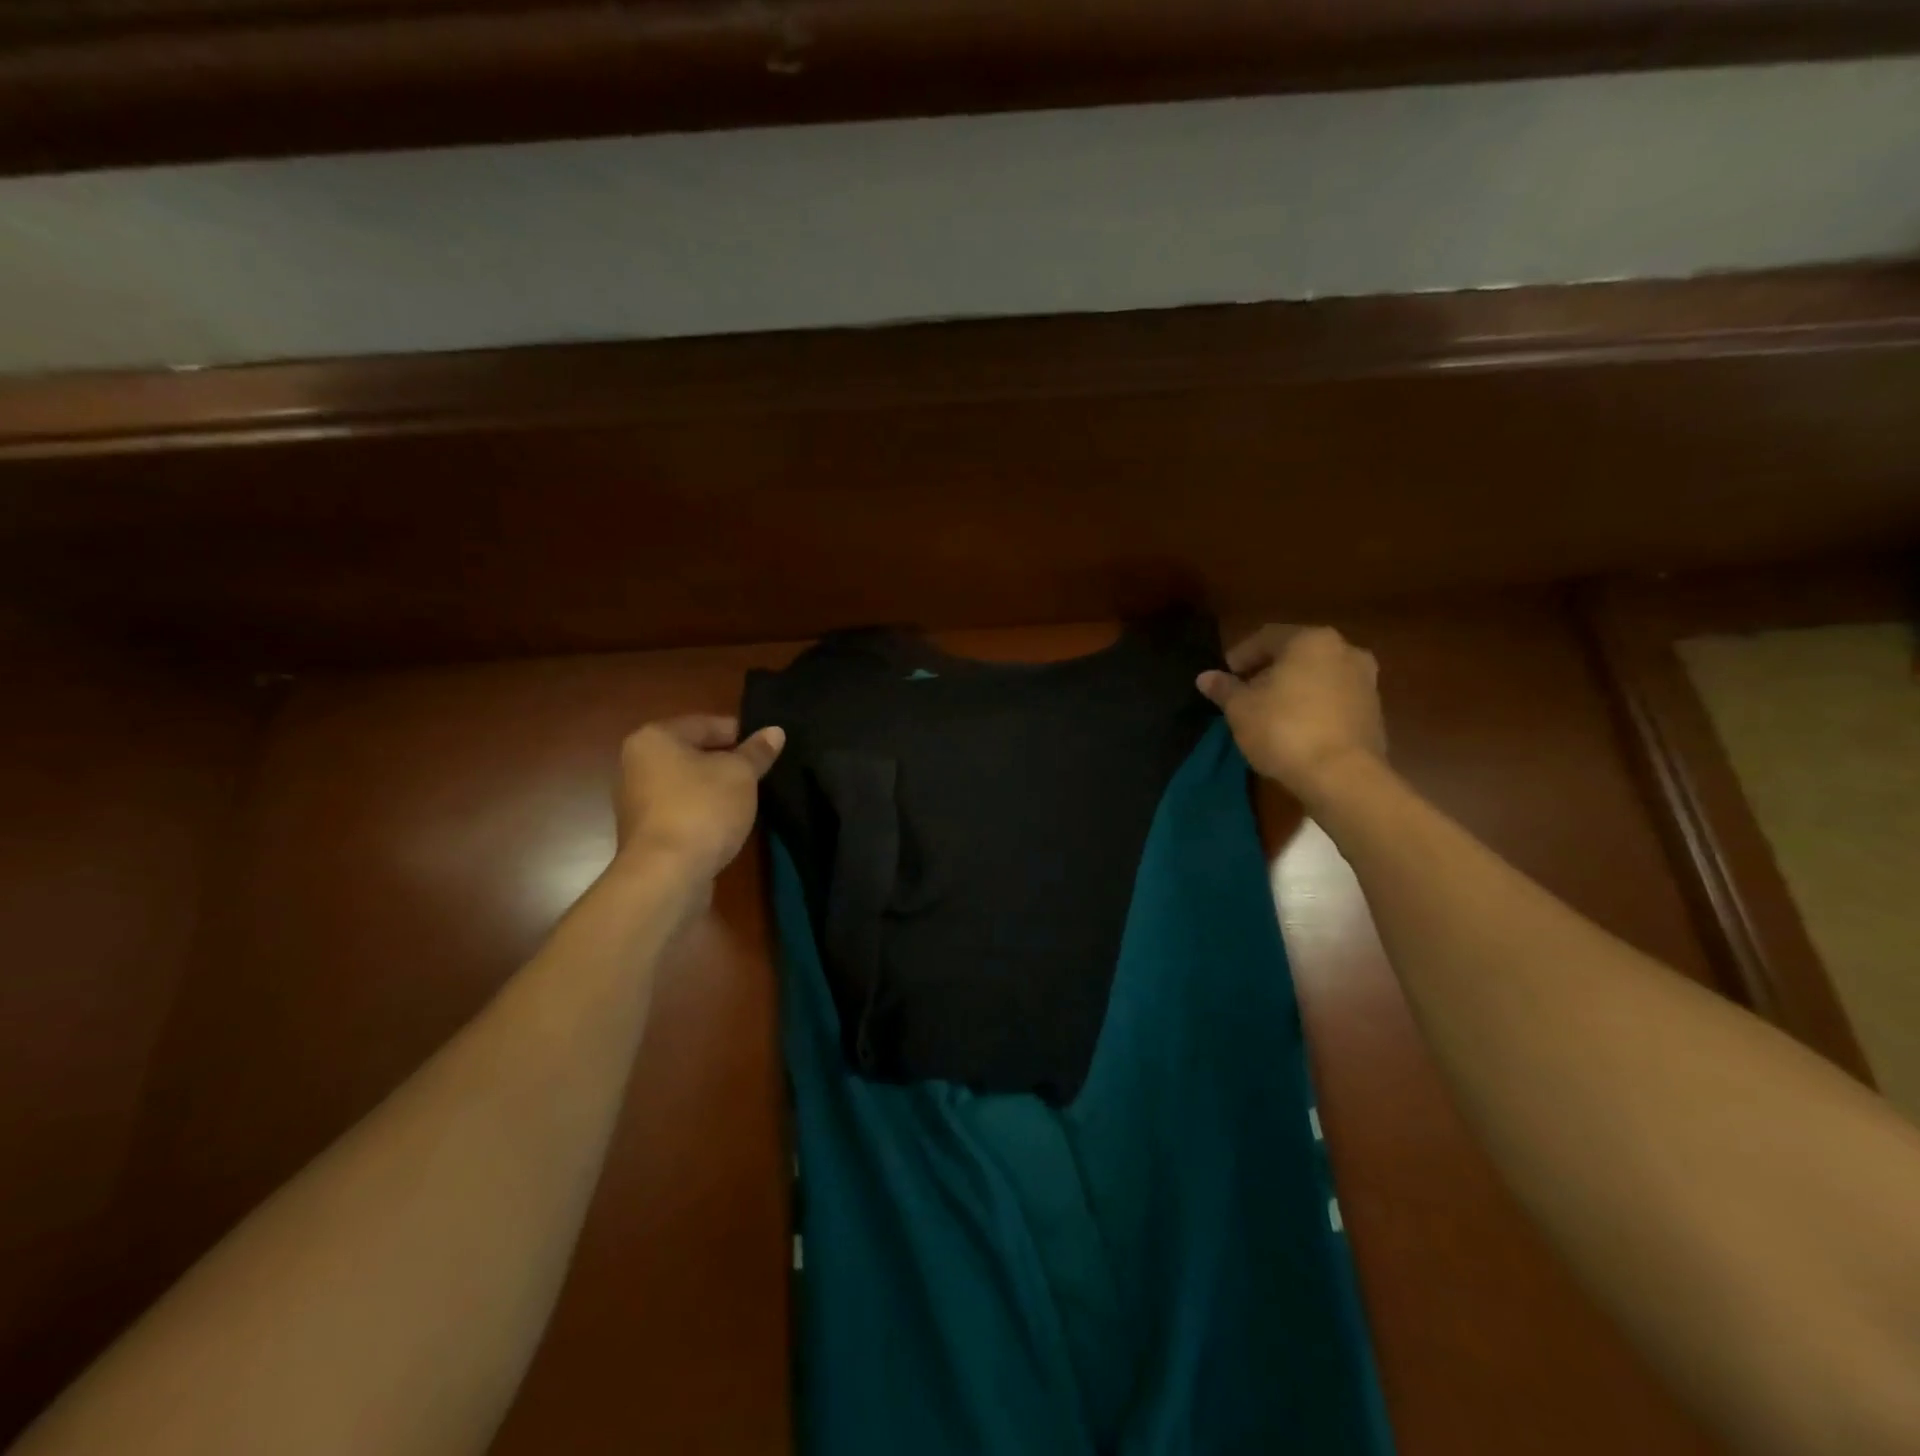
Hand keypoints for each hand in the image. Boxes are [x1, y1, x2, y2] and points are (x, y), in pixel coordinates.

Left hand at [615, 716, 784, 882]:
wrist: (667, 874)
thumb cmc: (703, 808)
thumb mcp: (741, 774)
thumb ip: (757, 751)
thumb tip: (775, 731)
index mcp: (654, 738)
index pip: (705, 724)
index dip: (740, 733)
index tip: (767, 748)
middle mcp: (636, 763)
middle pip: (693, 753)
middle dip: (727, 761)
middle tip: (761, 772)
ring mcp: (637, 800)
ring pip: (687, 783)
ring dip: (715, 788)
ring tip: (748, 798)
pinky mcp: (645, 832)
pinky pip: (681, 809)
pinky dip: (703, 811)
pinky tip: (727, 822)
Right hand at [1197, 626, 1385, 802]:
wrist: (1342, 775)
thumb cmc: (1283, 729)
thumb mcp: (1240, 709)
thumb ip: (1224, 689)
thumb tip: (1206, 678)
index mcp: (1310, 640)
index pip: (1266, 637)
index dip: (1241, 655)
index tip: (1225, 676)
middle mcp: (1345, 650)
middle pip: (1296, 655)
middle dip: (1269, 671)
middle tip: (1246, 693)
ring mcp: (1366, 682)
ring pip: (1318, 677)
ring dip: (1294, 689)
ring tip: (1270, 713)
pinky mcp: (1374, 712)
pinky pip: (1334, 700)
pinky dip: (1314, 707)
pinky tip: (1296, 729)